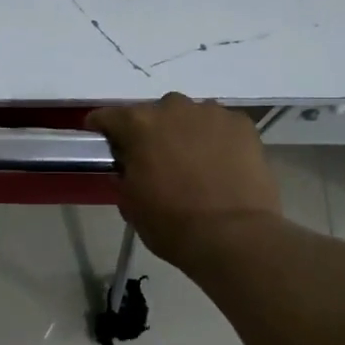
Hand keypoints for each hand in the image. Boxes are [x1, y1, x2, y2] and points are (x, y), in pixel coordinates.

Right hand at [88, 93, 281, 264]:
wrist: (233, 236)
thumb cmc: (171, 223)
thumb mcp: (129, 202)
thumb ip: (125, 173)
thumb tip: (132, 165)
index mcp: (138, 125)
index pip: (108, 116)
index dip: (102, 129)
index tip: (104, 142)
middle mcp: (173, 108)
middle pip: (154, 113)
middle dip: (151, 131)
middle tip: (156, 159)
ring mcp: (211, 113)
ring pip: (190, 116)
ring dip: (186, 132)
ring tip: (194, 162)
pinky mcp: (242, 125)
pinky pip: (221, 126)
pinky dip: (217, 139)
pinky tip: (222, 164)